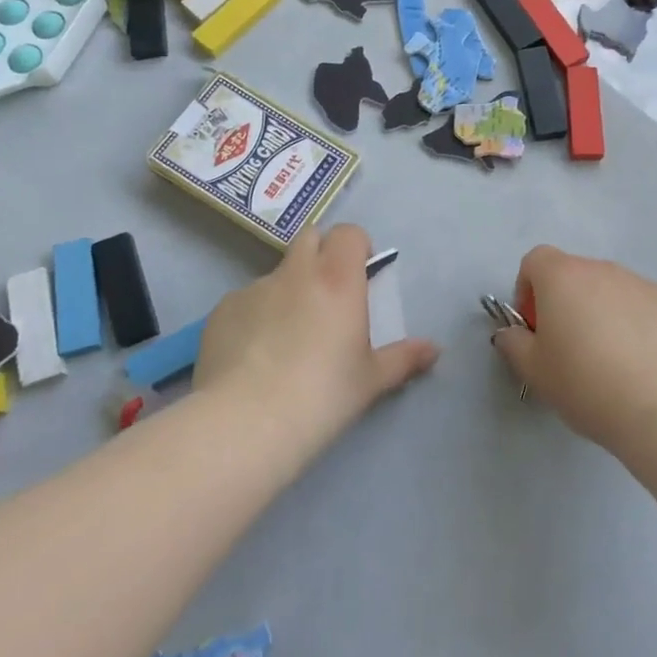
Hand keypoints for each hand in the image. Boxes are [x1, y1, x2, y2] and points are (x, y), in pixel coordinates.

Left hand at [195, 224, 439, 445]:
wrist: (246, 423)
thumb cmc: (323, 396)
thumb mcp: (371, 380)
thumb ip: (404, 359)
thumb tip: (434, 350)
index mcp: (338, 279)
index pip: (349, 233)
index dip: (356, 247)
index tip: (360, 275)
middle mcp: (296, 273)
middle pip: (309, 237)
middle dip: (321, 254)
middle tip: (327, 296)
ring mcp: (253, 289)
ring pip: (276, 274)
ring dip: (287, 290)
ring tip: (285, 338)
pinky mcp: (221, 311)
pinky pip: (245, 302)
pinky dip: (254, 317)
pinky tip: (252, 357)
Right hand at [491, 246, 656, 450]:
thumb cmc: (585, 383)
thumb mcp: (534, 371)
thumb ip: (513, 344)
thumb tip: (511, 333)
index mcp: (561, 276)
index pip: (535, 260)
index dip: (528, 289)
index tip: (534, 327)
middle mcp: (600, 268)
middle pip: (573, 274)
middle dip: (565, 302)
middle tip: (568, 347)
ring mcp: (639, 281)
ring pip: (609, 289)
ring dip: (601, 311)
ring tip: (609, 359)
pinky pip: (640, 304)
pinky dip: (634, 322)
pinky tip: (641, 361)